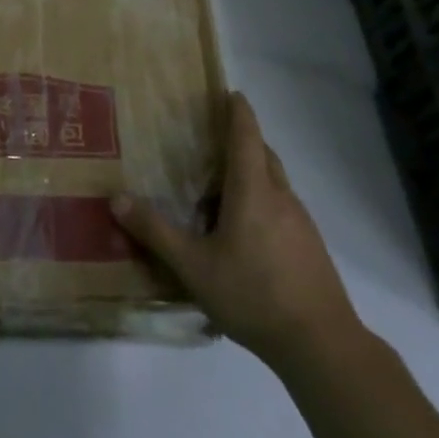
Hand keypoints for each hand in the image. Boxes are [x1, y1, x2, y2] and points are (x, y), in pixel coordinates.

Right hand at [112, 92, 360, 366]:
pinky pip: (282, 206)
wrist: (321, 345)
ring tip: (221, 187)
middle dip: (243, 140)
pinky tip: (244, 231)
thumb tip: (116, 198)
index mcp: (253, 191)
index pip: (246, 136)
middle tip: (212, 139)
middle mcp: (281, 197)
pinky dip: (262, 200)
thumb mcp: (193, 266)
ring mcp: (301, 222)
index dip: (238, 112)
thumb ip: (155, 232)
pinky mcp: (310, 246)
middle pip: (264, 154)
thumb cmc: (253, 295)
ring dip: (252, 173)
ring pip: (275, 182)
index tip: (230, 92)